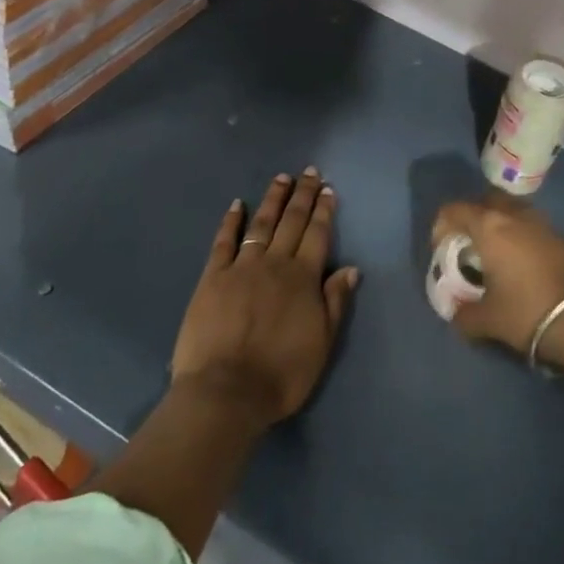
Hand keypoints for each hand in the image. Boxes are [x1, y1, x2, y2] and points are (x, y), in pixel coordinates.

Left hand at [172, 169, 360, 429]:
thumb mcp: (322, 344)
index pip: (317, 234)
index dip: (324, 210)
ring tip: (281, 178)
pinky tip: (237, 204)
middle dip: (302, 195)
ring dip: (273, 199)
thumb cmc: (281, 374)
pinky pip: (224, 242)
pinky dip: (231, 221)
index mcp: (303, 278)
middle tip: (309, 171)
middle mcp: (275, 263)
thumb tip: (351, 268)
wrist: (226, 392)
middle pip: (291, 221)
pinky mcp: (212, 278)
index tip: (327, 188)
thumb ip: (335, 302)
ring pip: (261, 224)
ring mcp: (241, 267)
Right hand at [429, 196, 563, 362]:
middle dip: (472, 218)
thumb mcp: (488, 320)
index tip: (442, 250)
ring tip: (496, 256)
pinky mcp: (562, 235)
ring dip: (499, 225)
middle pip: (485, 200)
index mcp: (490, 226)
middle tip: (469, 246)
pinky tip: (522, 265)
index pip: (454, 209)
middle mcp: (514, 214)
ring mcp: (542, 222)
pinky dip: (520, 236)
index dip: (441, 226)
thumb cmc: (527, 311)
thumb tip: (456, 314)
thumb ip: (464, 315)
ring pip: (511, 210)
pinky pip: (531, 225)